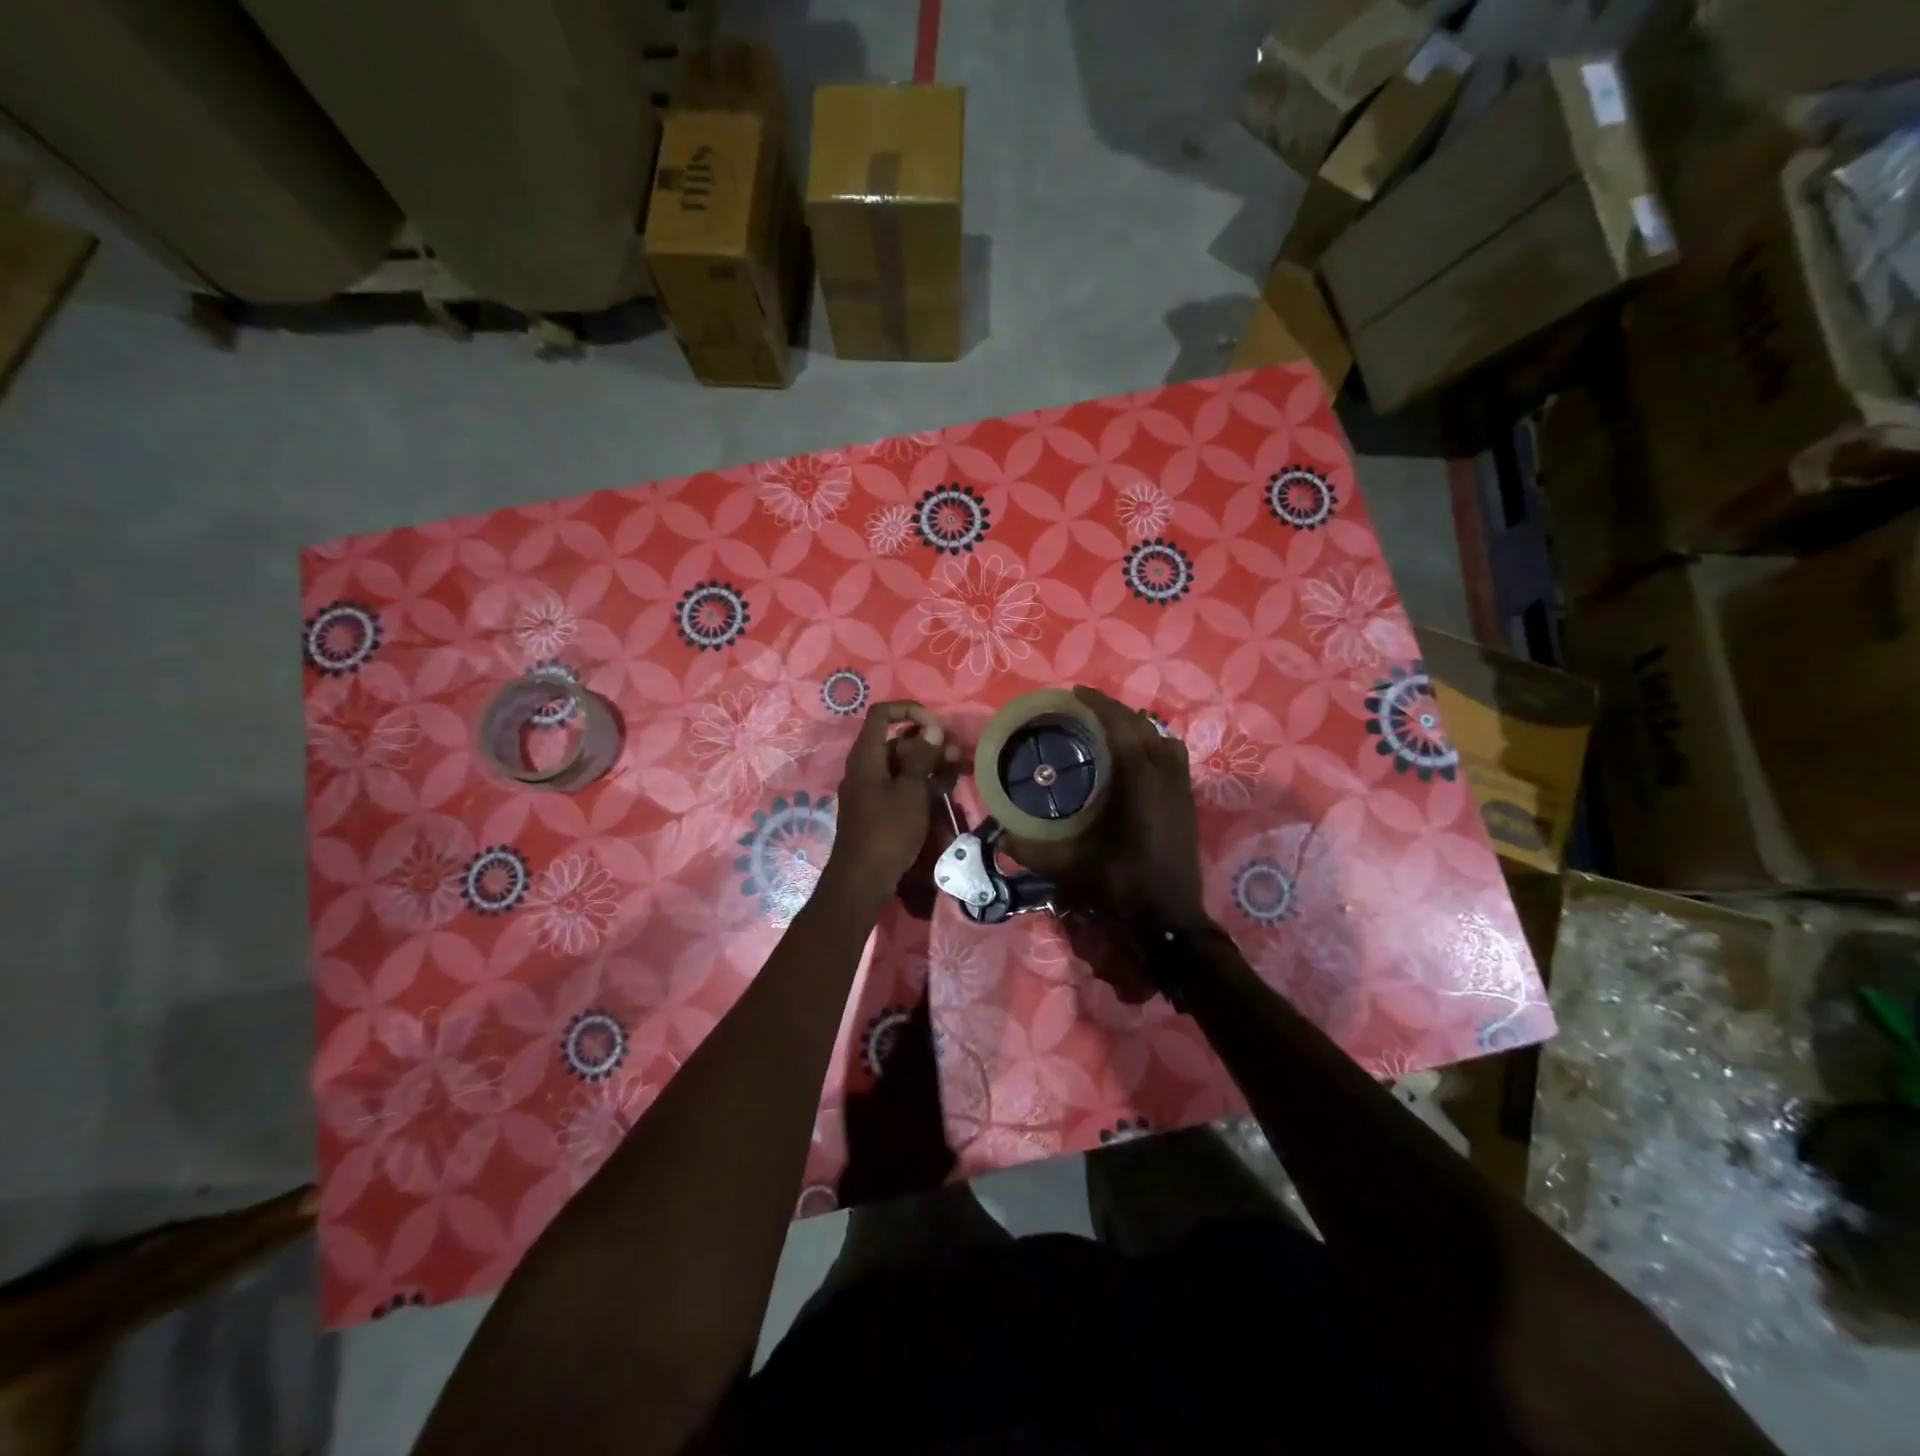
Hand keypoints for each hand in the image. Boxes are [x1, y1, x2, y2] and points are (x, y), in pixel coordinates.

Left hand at [825, 700, 957, 904]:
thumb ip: (921, 756)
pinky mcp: (876, 809)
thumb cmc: (887, 830)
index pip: (882, 714)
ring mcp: (869, 789)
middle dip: (928, 742)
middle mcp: (864, 767)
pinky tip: (942, 790)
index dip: (909, 710)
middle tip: (957, 754)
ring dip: (928, 763)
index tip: (936, 725)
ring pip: (901, 764)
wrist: (862, 879)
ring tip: (958, 771)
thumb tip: (932, 727)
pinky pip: (899, 785)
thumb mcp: (910, 790)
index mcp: (866, 755)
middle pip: (895, 740)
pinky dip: (919, 782)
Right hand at [1004, 686, 1205, 930]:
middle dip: (1115, 712)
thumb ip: (1032, 849)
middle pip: (1143, 726)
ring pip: (1163, 739)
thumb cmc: (1121, 887)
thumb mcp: (1070, 868)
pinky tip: (1135, 760)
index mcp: (1139, 781)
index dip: (1099, 705)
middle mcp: (1164, 776)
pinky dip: (1153, 745)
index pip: (1121, 726)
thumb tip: (1001, 835)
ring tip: (1110, 730)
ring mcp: (1181, 789)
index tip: (1076, 694)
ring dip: (1137, 727)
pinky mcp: (1188, 803)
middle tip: (1085, 710)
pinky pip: (1172, 757)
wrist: (1170, 920)